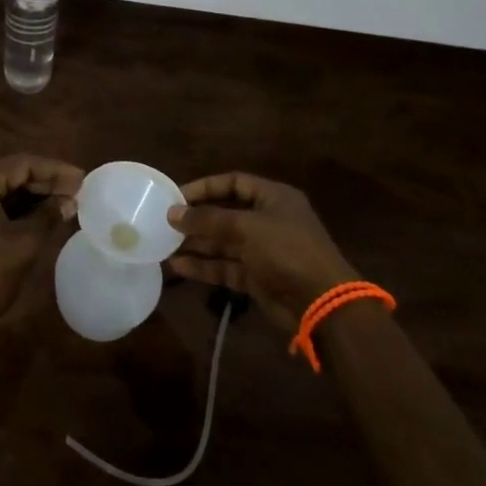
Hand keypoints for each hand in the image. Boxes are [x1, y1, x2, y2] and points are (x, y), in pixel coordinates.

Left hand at [0, 154, 83, 339]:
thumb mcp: (24, 244)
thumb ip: (48, 215)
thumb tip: (71, 202)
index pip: (20, 165)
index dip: (55, 170)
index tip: (82, 179)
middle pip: (8, 173)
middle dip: (44, 182)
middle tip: (77, 190)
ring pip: (0, 188)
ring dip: (31, 195)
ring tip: (65, 200)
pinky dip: (14, 207)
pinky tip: (41, 212)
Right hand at [166, 172, 359, 331]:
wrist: (321, 303)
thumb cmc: (287, 250)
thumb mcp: (246, 227)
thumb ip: (208, 219)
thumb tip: (173, 213)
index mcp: (273, 198)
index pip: (234, 183)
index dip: (205, 187)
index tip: (177, 196)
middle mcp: (268, 220)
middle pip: (226, 213)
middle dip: (197, 219)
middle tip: (165, 223)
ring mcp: (263, 250)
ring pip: (223, 243)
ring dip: (196, 244)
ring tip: (164, 245)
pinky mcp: (258, 277)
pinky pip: (226, 267)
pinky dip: (204, 266)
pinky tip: (179, 266)